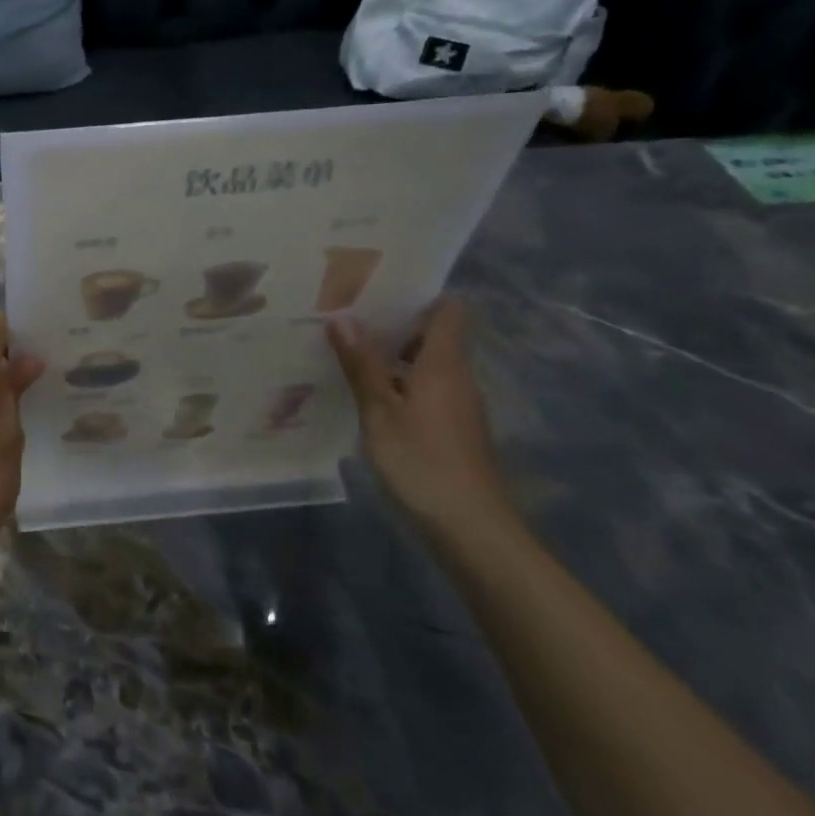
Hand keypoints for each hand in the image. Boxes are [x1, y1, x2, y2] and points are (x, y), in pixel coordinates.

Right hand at [328, 296, 516, 538]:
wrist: (471, 528)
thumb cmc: (422, 462)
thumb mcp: (380, 413)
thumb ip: (362, 366)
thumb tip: (343, 319)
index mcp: (444, 365)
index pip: (448, 309)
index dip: (419, 294)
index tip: (379, 288)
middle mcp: (456, 377)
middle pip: (433, 335)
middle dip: (394, 324)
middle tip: (347, 316)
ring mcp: (457, 405)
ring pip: (426, 364)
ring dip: (391, 356)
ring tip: (346, 350)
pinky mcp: (452, 429)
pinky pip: (424, 389)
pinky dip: (398, 383)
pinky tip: (365, 394)